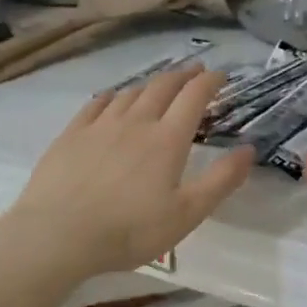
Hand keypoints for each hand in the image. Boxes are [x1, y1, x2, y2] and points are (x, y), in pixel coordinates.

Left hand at [0, 68, 252, 280]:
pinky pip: (96, 103)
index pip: (194, 97)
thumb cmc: (129, 230)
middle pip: (163, 87)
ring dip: (150, 84)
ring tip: (159, 86)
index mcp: (167, 140)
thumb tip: (249, 149)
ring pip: (130, 92)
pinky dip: (113, 96)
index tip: (221, 75)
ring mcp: (100, 125)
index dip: (210, 82)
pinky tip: (113, 98)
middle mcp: (136, 122)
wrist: (57, 235)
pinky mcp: (71, 134)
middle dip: (183, 75)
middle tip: (195, 71)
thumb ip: (221, 180)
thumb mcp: (187, 214)